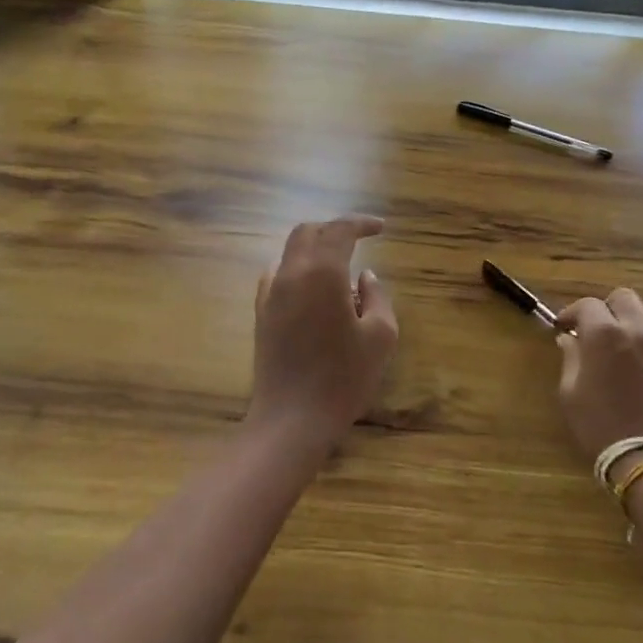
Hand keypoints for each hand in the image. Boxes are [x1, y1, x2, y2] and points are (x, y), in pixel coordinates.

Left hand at [248, 215, 398, 448]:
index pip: (339, 230)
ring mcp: (270, 294)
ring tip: (340, 270)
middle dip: (334, 229)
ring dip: (315, 249)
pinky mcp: (261, 314)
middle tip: (359, 240)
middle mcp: (291, 273)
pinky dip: (298, 270)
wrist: (291, 419)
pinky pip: (278, 276)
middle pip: (308, 232)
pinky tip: (313, 291)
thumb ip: (377, 297)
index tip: (381, 228)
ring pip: (290, 252)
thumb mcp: (380, 336)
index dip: (361, 223)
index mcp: (322, 272)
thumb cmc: (343, 378)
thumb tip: (365, 277)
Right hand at [554, 288, 642, 463]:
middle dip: (606, 308)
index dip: (572, 313)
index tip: (564, 328)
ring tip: (622, 343)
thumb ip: (570, 358)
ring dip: (632, 321)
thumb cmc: (600, 425)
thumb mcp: (571, 393)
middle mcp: (637, 329)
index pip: (586, 305)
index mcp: (604, 333)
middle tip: (596, 330)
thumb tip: (569, 339)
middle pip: (623, 298)